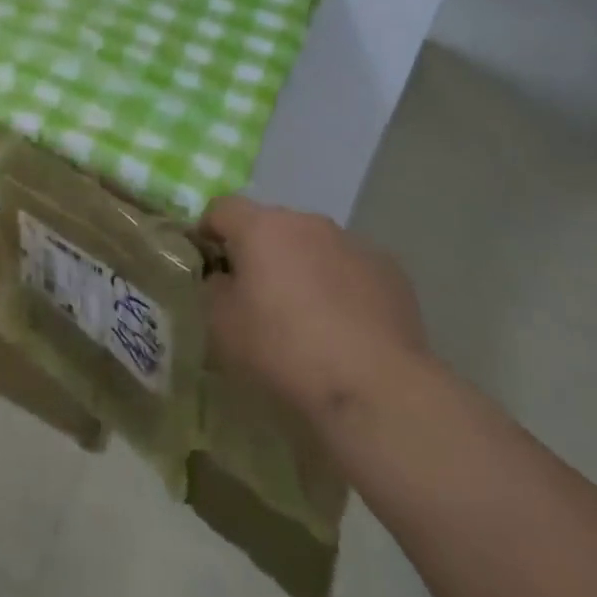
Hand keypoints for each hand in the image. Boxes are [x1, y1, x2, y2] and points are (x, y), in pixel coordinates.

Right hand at [202, 195, 429, 422]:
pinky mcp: (388, 268)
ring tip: (307, 314)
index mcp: (261, 227)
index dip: (208, 232)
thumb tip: (224, 278)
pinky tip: (347, 326)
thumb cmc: (286, 350)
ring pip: (313, 244)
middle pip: (270, 225)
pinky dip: (341, 285)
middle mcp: (306, 221)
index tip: (208, 264)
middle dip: (260, 251)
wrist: (376, 387)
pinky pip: (350, 267)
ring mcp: (351, 241)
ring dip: (302, 265)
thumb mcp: (224, 326)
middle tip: (258, 295)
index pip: (221, 209)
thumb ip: (214, 289)